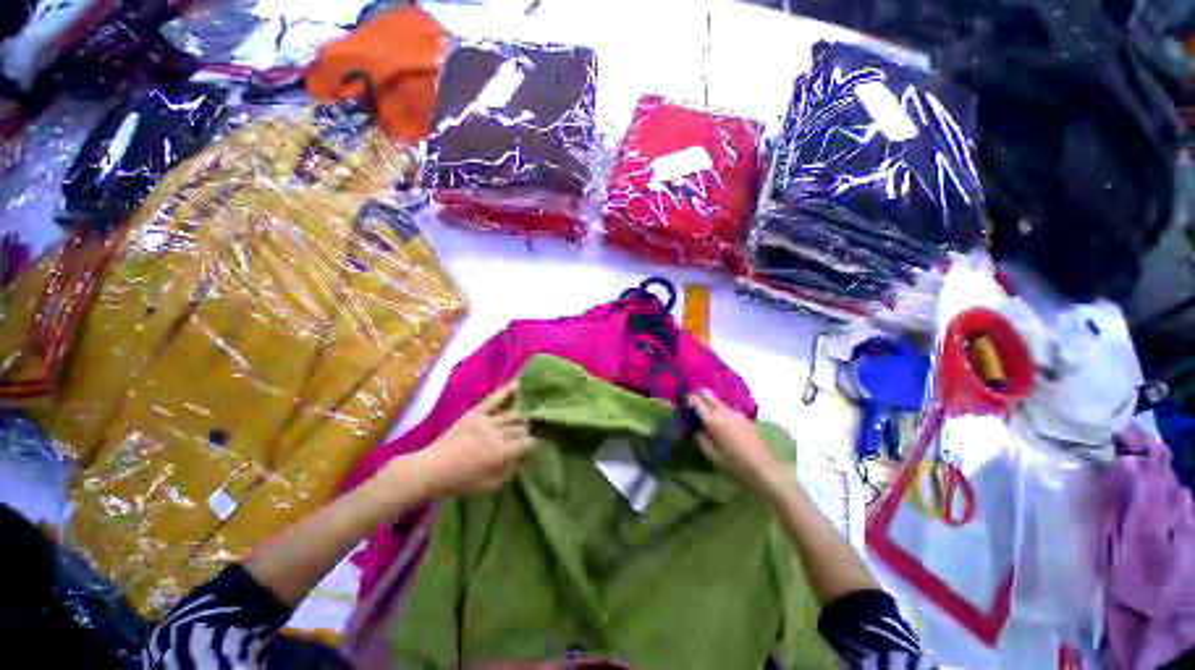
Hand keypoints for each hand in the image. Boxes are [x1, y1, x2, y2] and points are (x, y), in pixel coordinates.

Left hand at [416, 381, 535, 496]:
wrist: (432, 468)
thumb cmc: (460, 482)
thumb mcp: (489, 485)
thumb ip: (508, 472)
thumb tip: (520, 461)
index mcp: (503, 452)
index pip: (527, 443)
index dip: (531, 445)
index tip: (529, 449)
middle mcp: (500, 433)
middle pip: (521, 428)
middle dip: (525, 432)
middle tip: (523, 437)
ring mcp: (488, 420)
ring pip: (513, 414)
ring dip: (520, 418)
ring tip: (521, 421)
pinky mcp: (476, 412)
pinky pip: (494, 399)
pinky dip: (507, 391)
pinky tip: (519, 385)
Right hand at [688, 389, 795, 501]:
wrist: (764, 467)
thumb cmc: (735, 464)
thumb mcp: (712, 455)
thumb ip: (700, 439)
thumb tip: (696, 429)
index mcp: (713, 420)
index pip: (697, 401)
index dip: (688, 399)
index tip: (684, 402)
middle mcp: (724, 411)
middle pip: (708, 393)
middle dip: (698, 394)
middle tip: (692, 401)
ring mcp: (736, 412)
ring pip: (718, 400)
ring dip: (710, 402)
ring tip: (706, 414)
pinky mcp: (744, 416)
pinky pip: (728, 408)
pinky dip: (720, 410)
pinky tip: (721, 423)